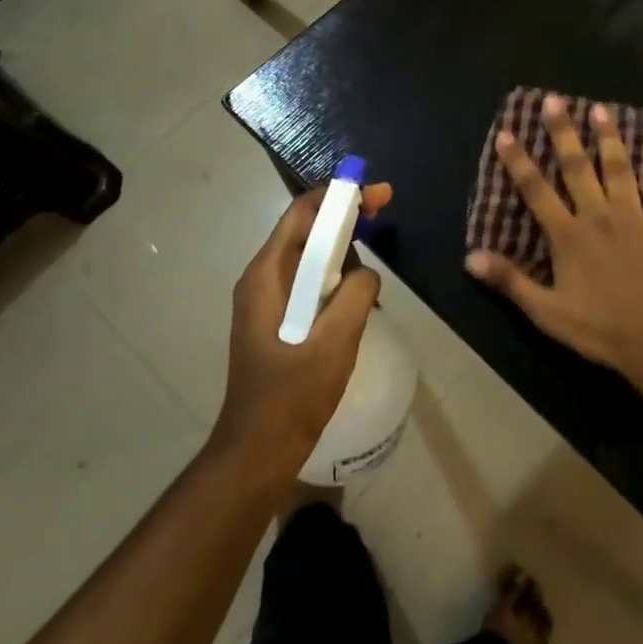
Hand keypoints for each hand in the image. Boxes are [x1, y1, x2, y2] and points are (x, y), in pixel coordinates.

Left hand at [214, 183, 391, 474]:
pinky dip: (335, 277)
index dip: (340, 195)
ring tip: (372, 261)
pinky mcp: (277, 320)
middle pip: (306, 230)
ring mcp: (267, 301)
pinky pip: (309, 283)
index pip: (302, 214)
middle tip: (383, 211)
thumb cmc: (293, 395)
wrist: (259, 450)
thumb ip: (357, 294)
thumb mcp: (335, 341)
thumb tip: (367, 272)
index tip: (376, 193)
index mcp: (266, 276)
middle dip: (345, 217)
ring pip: (309, 257)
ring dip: (342, 250)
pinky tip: (357, 296)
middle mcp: (262, 279)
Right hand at [465, 96, 642, 379]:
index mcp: (568, 235)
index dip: (519, 161)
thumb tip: (470, 257)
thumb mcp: (546, 312)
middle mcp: (599, 215)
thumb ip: (510, 281)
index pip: (536, 190)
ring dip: (610, 138)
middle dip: (563, 132)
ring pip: (620, 170)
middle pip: (577, 167)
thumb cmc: (599, 328)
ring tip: (602, 109)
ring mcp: (635, 218)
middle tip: (555, 100)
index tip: (506, 131)